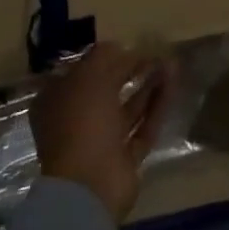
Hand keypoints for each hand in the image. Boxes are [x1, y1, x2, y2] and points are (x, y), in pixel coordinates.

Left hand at [31, 42, 173, 224]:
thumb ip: (105, 56)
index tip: (126, 45)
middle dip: (130, 70)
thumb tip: (119, 47)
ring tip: (170, 64)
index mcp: (56, 101)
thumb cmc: (82, 121)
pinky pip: (143, 127)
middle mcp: (75, 121)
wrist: (90, 184)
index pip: (79, 72)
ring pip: (127, 108)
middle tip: (154, 52)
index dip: (102, 57)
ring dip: (148, 85)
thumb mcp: (90, 76)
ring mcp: (100, 142)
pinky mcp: (123, 159)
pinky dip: (156, 106)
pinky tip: (172, 85)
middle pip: (106, 90)